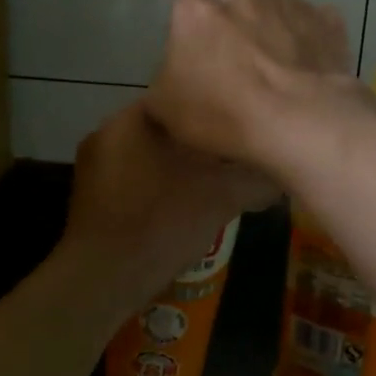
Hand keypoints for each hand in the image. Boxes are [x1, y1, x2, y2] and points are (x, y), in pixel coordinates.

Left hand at [60, 99, 274, 315]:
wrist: (104, 280)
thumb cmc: (162, 222)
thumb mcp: (222, 197)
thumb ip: (257, 179)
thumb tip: (283, 173)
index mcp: (130, 119)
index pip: (181, 95)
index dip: (215, 109)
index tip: (242, 123)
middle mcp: (106, 133)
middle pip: (166, 126)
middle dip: (200, 139)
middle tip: (235, 152)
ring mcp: (94, 167)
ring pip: (151, 153)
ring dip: (181, 164)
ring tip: (216, 178)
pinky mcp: (93, 198)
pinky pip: (135, 178)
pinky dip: (161, 184)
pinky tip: (185, 203)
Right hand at [144, 0, 358, 170]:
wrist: (301, 121)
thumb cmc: (224, 114)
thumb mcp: (165, 111)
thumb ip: (162, 85)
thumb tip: (171, 83)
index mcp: (196, 11)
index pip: (184, 16)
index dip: (192, 43)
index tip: (200, 71)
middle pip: (231, 11)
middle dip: (234, 35)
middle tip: (241, 77)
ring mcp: (288, 3)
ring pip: (273, 16)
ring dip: (272, 38)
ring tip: (280, 80)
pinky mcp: (327, 20)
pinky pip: (312, 28)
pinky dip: (309, 45)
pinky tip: (309, 74)